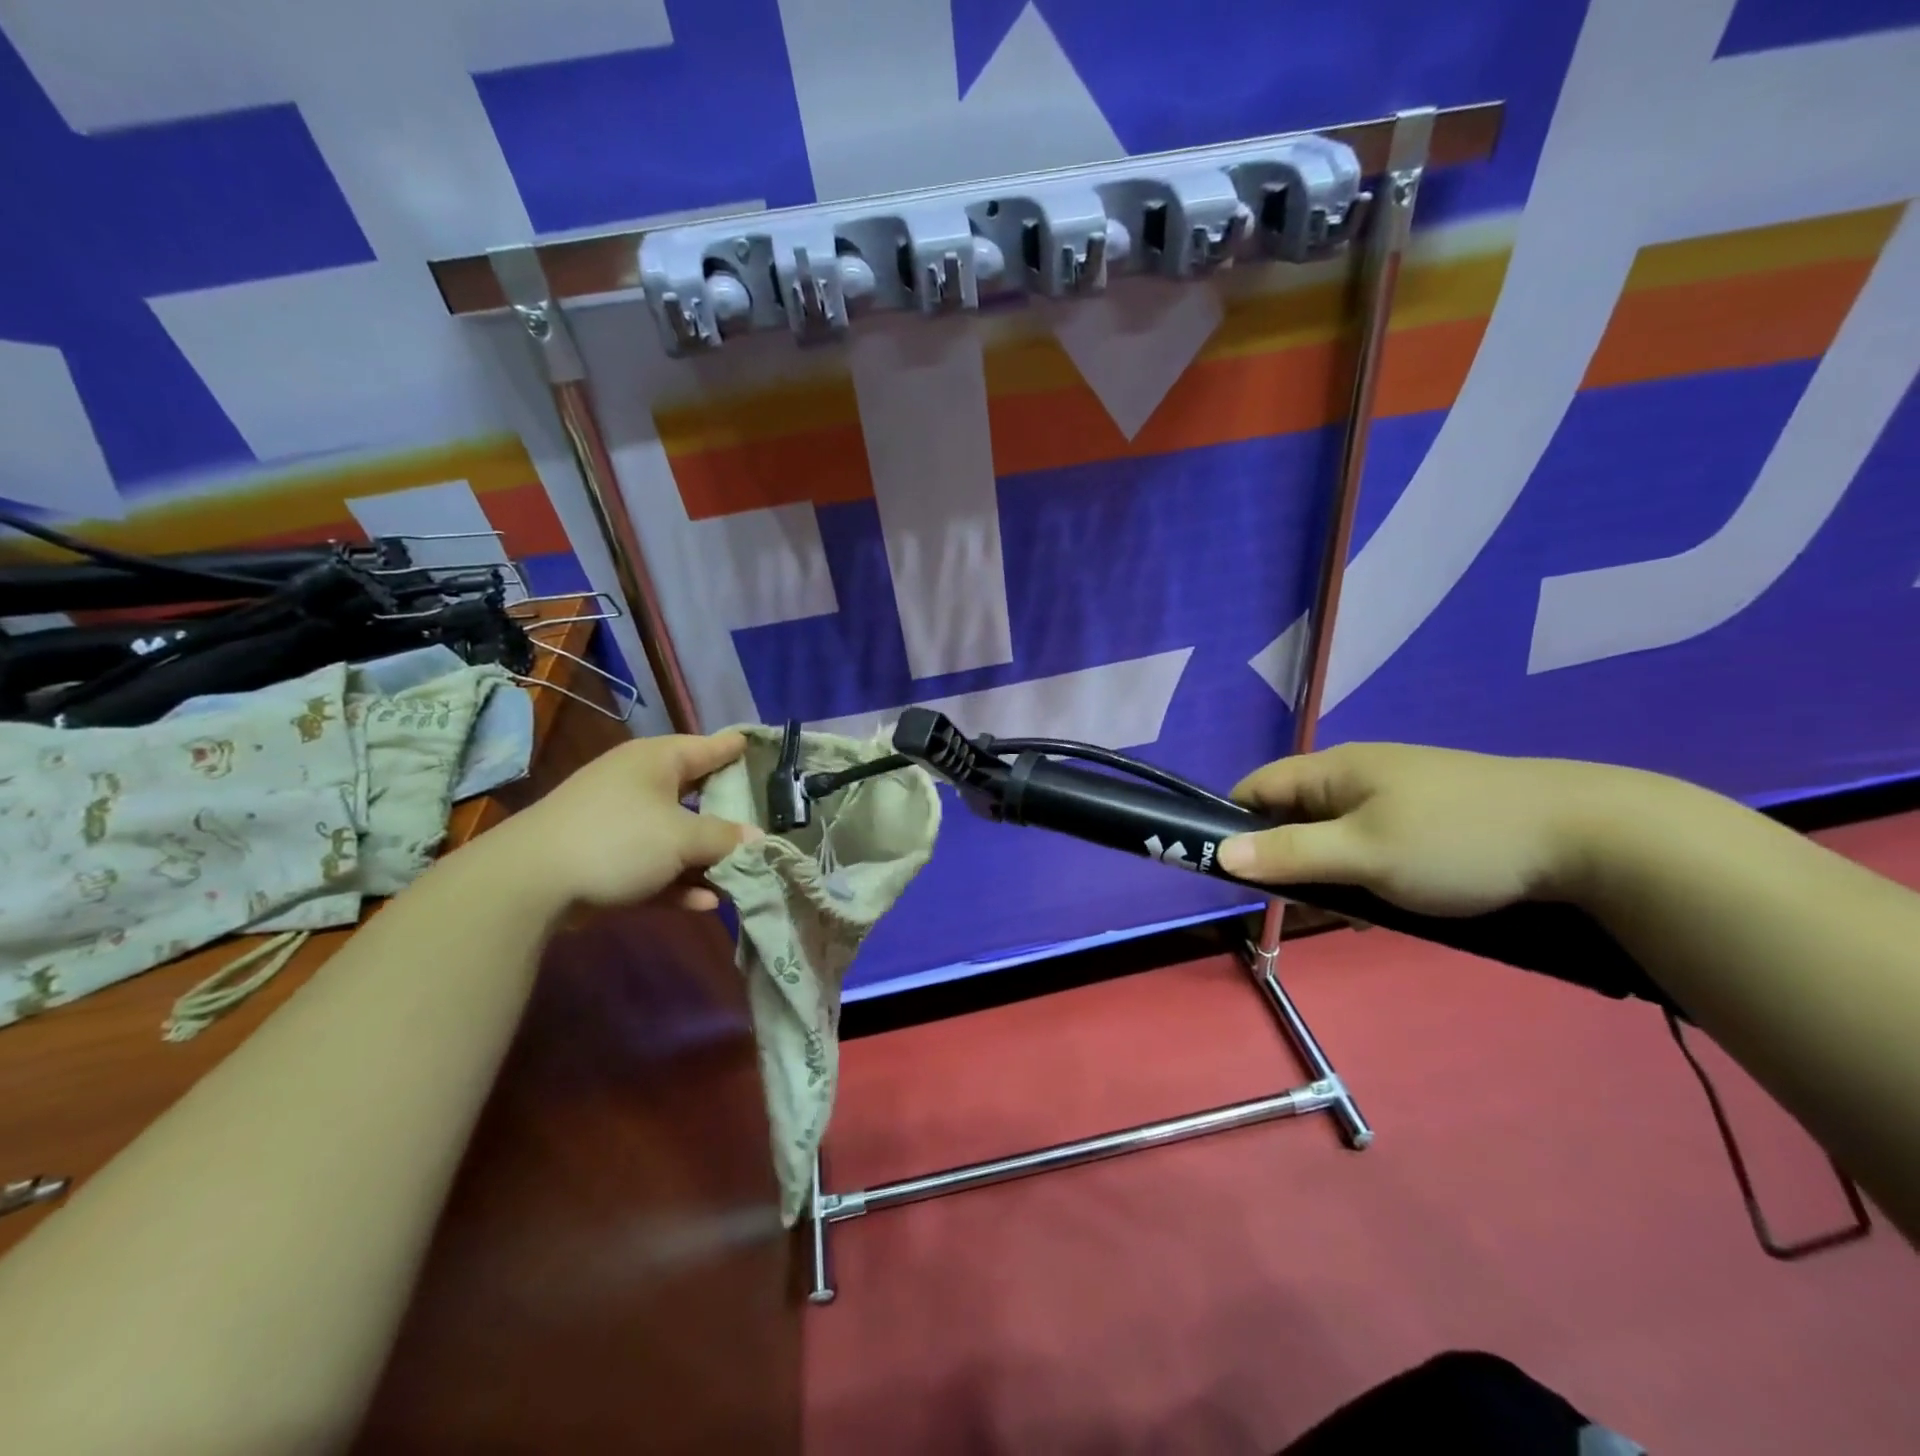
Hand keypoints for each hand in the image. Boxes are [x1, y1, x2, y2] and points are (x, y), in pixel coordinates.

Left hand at [499, 731, 760, 912]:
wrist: (529, 883)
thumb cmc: (618, 840)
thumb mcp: (682, 837)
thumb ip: (725, 838)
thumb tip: (757, 839)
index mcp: (658, 761)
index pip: (709, 746)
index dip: (738, 748)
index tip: (762, 745)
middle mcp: (640, 784)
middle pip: (697, 794)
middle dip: (730, 813)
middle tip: (767, 820)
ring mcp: (621, 823)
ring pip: (677, 836)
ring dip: (706, 859)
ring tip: (742, 875)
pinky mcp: (607, 859)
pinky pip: (656, 866)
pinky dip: (679, 881)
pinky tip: (705, 903)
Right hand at [1218, 742, 1629, 917]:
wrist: (1589, 836)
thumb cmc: (1457, 841)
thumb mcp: (1363, 854)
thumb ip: (1288, 854)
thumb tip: (1220, 854)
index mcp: (1333, 770)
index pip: (1256, 788)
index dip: (1232, 825)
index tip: (1235, 874)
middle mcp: (1357, 775)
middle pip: (1292, 816)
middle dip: (1287, 862)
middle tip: (1306, 906)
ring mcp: (1396, 796)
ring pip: (1334, 838)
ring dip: (1331, 876)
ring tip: (1358, 913)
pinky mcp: (1429, 819)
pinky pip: (1372, 846)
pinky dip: (1367, 876)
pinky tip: (1392, 906)